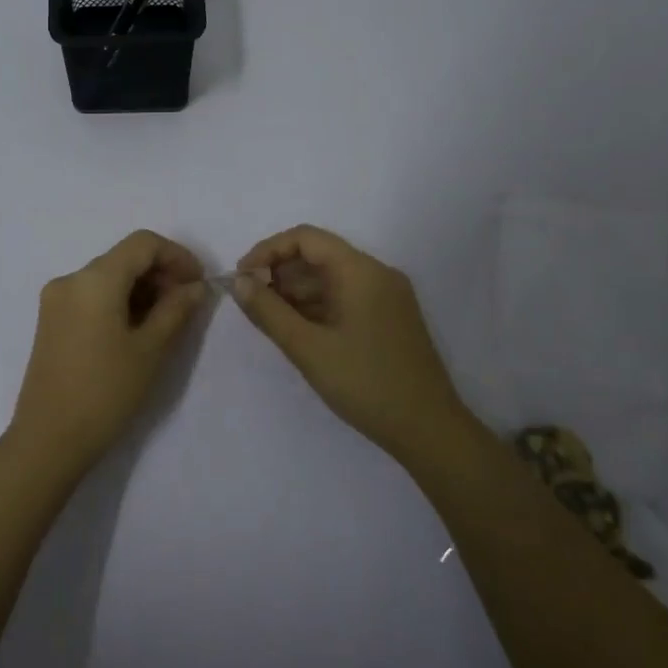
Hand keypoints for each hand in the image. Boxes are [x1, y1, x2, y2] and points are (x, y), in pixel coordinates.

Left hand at [11, 230, 209, 465]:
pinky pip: (91, 295)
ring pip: (107, 276)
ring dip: (140, 288)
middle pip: (123, 258)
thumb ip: (176, 309)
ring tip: (166, 321)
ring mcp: (55, 300)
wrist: (48, 440)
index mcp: (94, 279)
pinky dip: (118, 301)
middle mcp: (70, 279)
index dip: (177, 256)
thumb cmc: (105, 392)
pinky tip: (136, 329)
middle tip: (187, 305)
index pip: (143, 244)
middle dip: (159, 273)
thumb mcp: (150, 350)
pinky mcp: (50, 320)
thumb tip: (196, 287)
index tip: (199, 284)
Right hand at [232, 225, 465, 457]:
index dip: (268, 250)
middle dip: (280, 272)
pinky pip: (346, 296)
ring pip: (332, 277)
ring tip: (268, 318)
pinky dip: (318, 305)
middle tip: (251, 301)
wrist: (428, 429)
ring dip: (297, 291)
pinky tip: (297, 328)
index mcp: (361, 271)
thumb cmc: (365, 383)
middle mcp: (377, 274)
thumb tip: (239, 282)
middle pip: (319, 255)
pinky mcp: (390, 317)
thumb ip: (268, 311)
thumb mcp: (308, 348)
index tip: (242, 277)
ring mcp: (387, 296)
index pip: (306, 238)